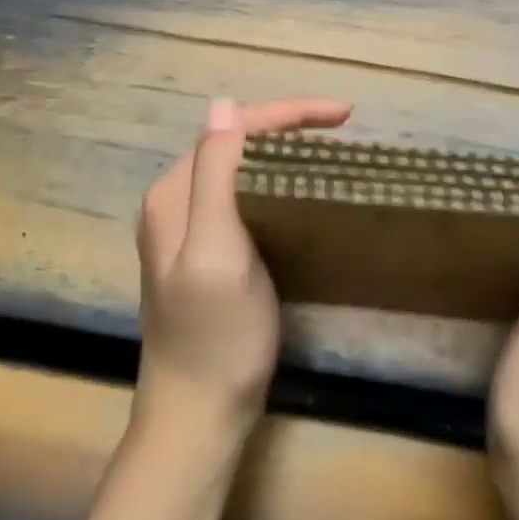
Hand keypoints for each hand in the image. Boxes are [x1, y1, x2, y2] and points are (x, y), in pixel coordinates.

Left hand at [134, 96, 353, 441]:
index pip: (233, 130)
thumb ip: (215, 175)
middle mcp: (176, 202)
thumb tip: (223, 104)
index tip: (344, 115)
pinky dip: (278, 182)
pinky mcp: (209, 252)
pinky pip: (246, 197)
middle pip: (237, 143)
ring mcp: (190, 229)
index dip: (288, 113)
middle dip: (288, 125)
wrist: (198, 415)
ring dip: (285, 150)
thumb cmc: (215, 336)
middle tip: (343, 127)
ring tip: (330, 148)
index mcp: (174, 194)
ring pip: (243, 168)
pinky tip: (303, 189)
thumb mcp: (215, 250)